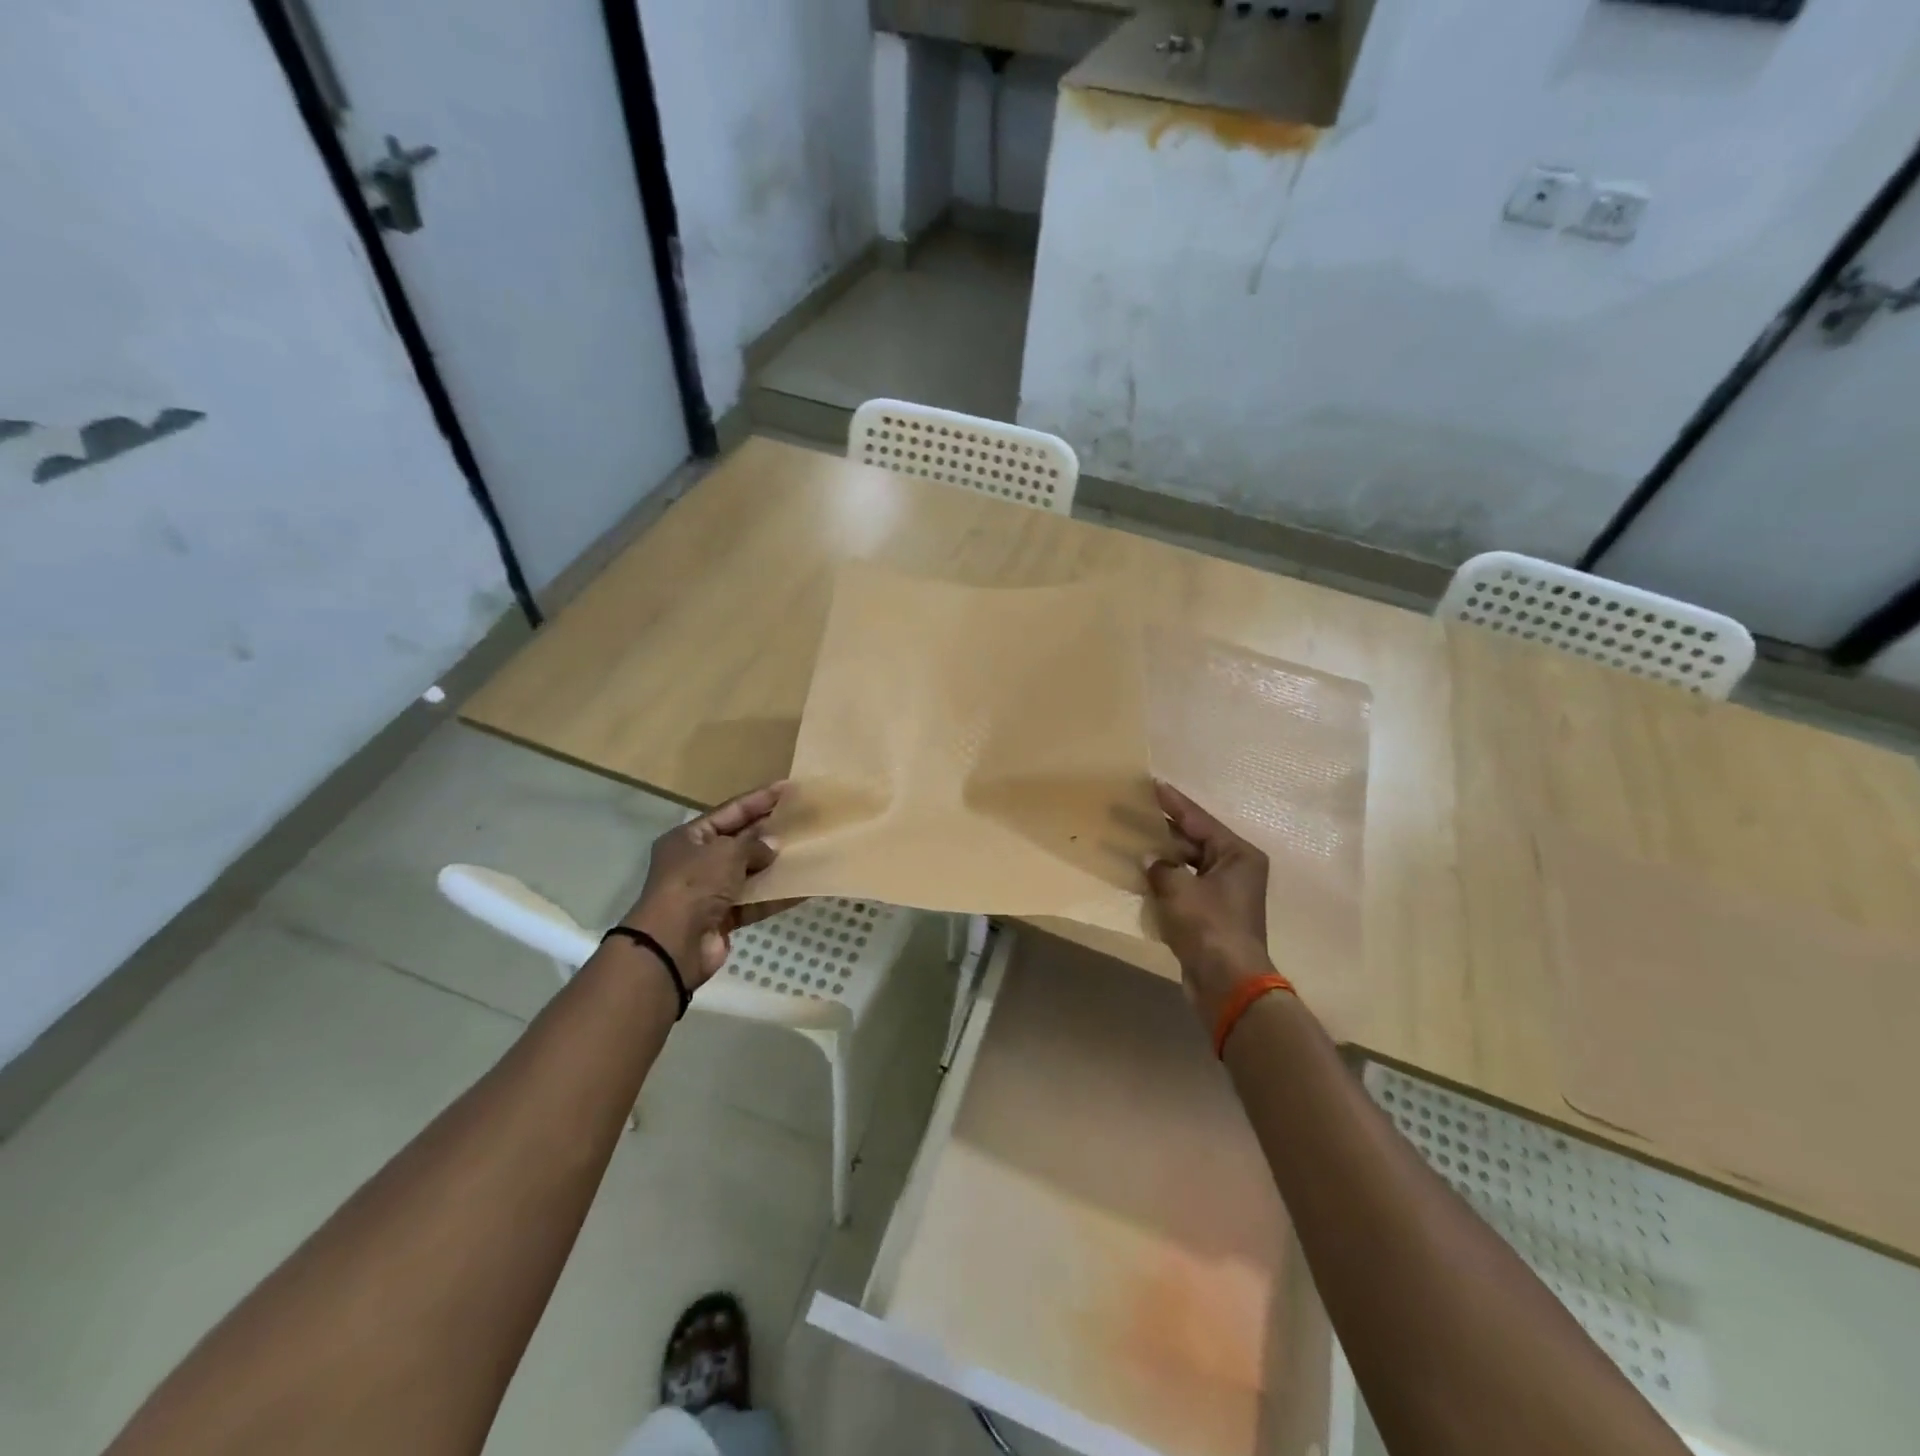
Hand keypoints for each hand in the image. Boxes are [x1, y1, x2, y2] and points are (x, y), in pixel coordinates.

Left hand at [622, 781, 794, 985]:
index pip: (729, 811)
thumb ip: (753, 845)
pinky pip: (755, 902)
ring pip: (749, 872)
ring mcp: (710, 892)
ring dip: (774, 864)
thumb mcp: (725, 853)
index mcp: (689, 838)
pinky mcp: (723, 918)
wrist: (673, 944)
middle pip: (739, 841)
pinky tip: (802, 888)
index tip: (787, 788)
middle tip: (801, 818)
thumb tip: (772, 846)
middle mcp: (697, 862)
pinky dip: (775, 896)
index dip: (758, 799)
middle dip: (768, 832)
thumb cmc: (695, 884)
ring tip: (807, 851)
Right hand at [1143, 780, 1276, 1024]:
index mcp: (1237, 855)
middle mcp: (1234, 869)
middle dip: (1162, 830)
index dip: (1173, 803)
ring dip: (1161, 857)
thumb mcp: (1179, 889)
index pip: (1198, 820)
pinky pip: (1183, 887)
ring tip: (1131, 840)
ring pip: (1186, 865)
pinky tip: (1140, 874)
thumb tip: (1149, 858)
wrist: (1227, 983)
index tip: (1152, 784)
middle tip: (1132, 812)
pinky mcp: (1210, 916)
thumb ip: (1161, 866)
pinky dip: (1164, 881)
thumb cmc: (1209, 927)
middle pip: (1193, 841)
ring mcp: (1223, 894)